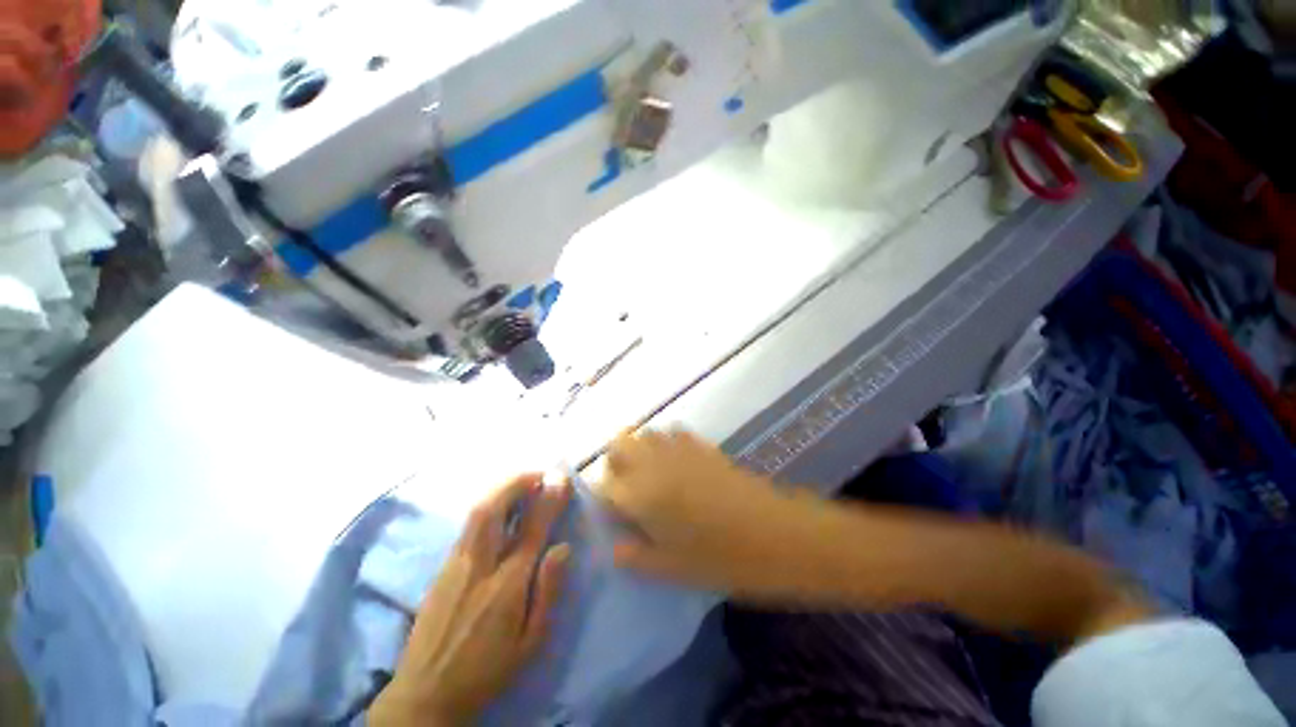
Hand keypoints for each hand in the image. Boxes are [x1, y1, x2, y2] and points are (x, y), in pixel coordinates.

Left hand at [370, 474, 571, 726]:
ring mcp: (455, 565)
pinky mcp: (442, 568)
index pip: (531, 529)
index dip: (548, 499)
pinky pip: (468, 525)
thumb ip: (548, 592)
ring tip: (524, 484)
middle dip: (517, 483)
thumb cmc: (487, 670)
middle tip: (539, 474)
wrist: (425, 695)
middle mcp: (478, 566)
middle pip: (493, 509)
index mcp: (506, 585)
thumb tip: (564, 548)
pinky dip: (489, 506)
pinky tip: (501, 508)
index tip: (562, 479)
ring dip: (502, 490)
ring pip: (477, 513)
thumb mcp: (530, 642)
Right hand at [600, 429, 823, 600]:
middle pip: (618, 443)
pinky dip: (666, 443)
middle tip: (628, 489)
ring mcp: (680, 449)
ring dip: (639, 448)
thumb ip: (635, 556)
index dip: (603, 497)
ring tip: (652, 476)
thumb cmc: (722, 559)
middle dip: (615, 462)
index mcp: (641, 495)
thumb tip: (614, 546)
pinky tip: (679, 463)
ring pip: (644, 432)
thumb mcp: (672, 569)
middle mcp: (654, 463)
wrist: (778, 534)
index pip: (603, 484)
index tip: (612, 513)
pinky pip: (673, 432)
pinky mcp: (703, 444)